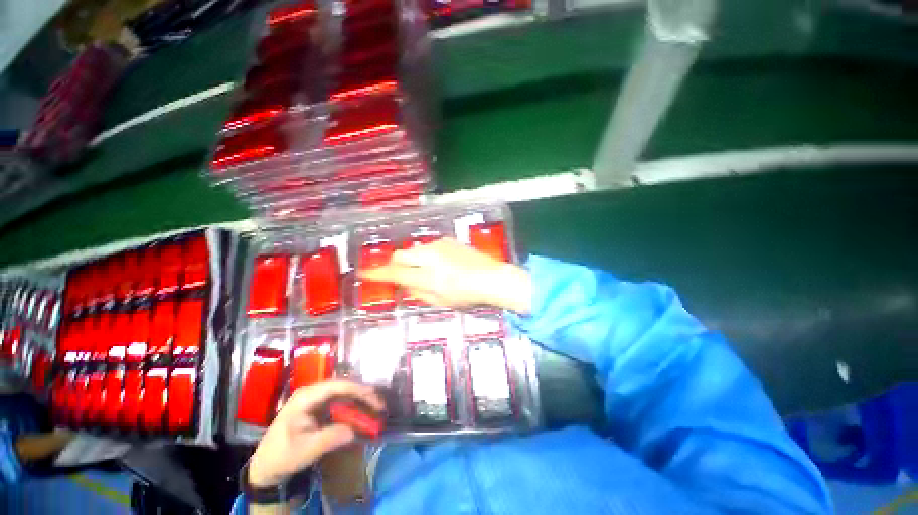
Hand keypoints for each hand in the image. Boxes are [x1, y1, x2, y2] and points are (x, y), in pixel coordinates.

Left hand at [248, 381, 383, 486]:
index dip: (358, 390)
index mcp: (306, 397)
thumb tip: (354, 430)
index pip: (337, 386)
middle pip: (343, 387)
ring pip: (344, 393)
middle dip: (363, 394)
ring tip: (376, 408)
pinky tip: (362, 414)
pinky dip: (353, 408)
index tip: (374, 399)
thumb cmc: (281, 455)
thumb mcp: (305, 450)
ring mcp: (316, 399)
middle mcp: (313, 393)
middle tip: (380, 405)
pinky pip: (340, 403)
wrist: (265, 466)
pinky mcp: (319, 408)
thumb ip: (330, 438)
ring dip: (360, 400)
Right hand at [359, 237, 531, 313]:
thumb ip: (419, 293)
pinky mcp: (448, 240)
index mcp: (428, 276)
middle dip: (395, 264)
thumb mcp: (441, 302)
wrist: (492, 277)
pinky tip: (440, 264)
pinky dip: (427, 255)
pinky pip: (429, 247)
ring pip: (415, 250)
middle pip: (400, 255)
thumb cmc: (467, 295)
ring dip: (413, 260)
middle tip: (399, 274)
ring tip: (427, 271)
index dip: (377, 274)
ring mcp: (439, 245)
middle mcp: (430, 256)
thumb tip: (405, 285)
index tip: (364, 273)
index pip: (395, 274)